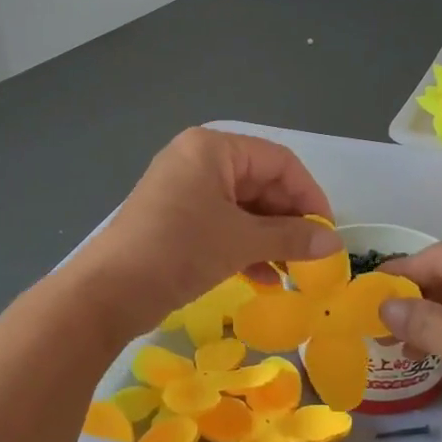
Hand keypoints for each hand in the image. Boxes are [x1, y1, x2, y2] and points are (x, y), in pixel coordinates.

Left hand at [69, 128, 340, 332]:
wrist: (108, 292)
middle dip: (289, 221)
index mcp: (213, 149)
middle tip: (311, 257)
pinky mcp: (177, 221)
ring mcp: (185, 192)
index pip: (278, 162)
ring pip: (243, 209)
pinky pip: (223, 226)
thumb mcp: (240, 241)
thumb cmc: (179, 250)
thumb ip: (291, 238)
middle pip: (261, 184)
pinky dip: (246, 248)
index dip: (308, 196)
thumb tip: (333, 244)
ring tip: (293, 273)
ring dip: (270, 239)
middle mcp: (199, 161)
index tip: (326, 232)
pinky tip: (267, 279)